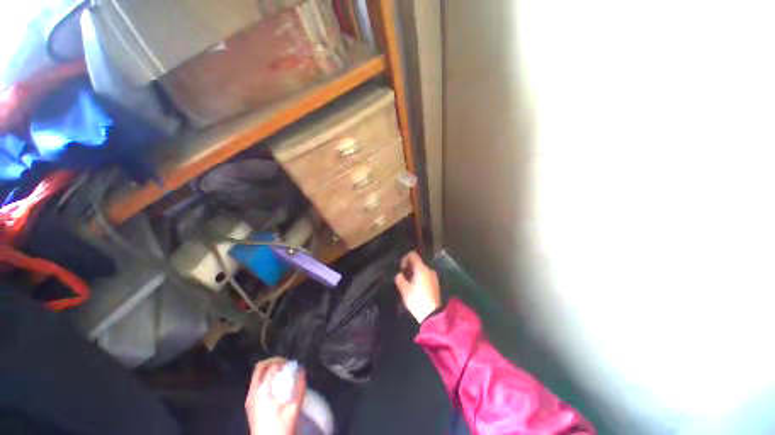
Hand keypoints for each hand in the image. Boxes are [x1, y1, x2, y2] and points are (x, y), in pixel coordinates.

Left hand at [245, 358, 305, 434]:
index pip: (272, 367)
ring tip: (282, 373)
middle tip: (286, 364)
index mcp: (262, 392)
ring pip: (257, 375)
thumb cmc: (280, 428)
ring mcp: (249, 399)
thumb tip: (302, 371)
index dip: (284, 362)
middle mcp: (253, 393)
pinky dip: (266, 378)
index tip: (293, 365)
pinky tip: (276, 386)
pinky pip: (256, 384)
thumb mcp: (294, 408)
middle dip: (274, 361)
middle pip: (261, 367)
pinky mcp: (249, 405)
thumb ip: (300, 388)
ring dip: (270, 369)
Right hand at [394, 251, 440, 322]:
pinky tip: (415, 288)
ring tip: (408, 283)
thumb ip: (399, 278)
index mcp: (422, 268)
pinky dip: (419, 277)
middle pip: (417, 262)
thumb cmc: (417, 300)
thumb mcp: (404, 290)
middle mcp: (429, 269)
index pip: (413, 255)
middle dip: (409, 267)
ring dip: (414, 273)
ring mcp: (434, 276)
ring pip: (421, 269)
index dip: (405, 258)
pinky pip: (426, 275)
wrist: (433, 315)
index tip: (401, 267)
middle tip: (403, 276)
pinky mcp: (436, 284)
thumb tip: (399, 274)